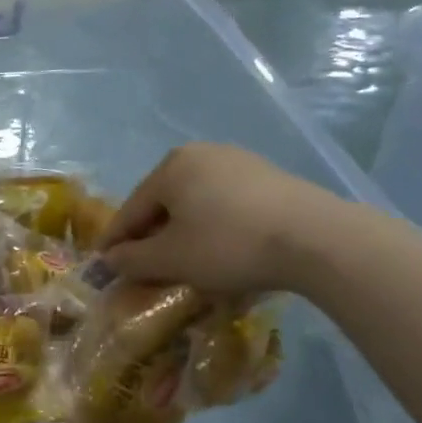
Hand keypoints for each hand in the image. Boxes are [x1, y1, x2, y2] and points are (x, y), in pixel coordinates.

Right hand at [98, 143, 351, 294]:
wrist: (317, 240)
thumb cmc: (228, 245)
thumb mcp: (170, 259)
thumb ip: (131, 259)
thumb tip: (110, 259)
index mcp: (171, 167)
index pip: (130, 210)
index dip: (115, 242)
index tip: (104, 269)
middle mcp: (202, 154)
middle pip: (162, 203)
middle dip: (150, 237)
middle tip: (143, 268)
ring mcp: (240, 162)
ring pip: (194, 204)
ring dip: (182, 233)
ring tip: (181, 263)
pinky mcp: (269, 178)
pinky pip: (224, 205)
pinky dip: (212, 228)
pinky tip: (218, 251)